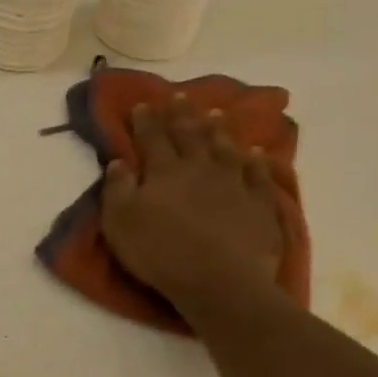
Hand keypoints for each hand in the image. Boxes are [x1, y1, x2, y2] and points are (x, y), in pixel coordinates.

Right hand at [101, 101, 286, 318]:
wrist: (219, 279)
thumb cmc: (160, 251)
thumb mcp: (120, 222)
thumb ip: (116, 189)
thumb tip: (118, 162)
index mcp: (165, 171)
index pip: (153, 138)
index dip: (146, 120)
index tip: (143, 104)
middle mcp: (201, 167)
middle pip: (190, 134)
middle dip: (182, 115)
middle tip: (179, 97)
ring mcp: (235, 183)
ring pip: (226, 147)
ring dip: (218, 129)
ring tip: (215, 113)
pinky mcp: (260, 203)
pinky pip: (259, 174)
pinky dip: (257, 160)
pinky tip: (256, 151)